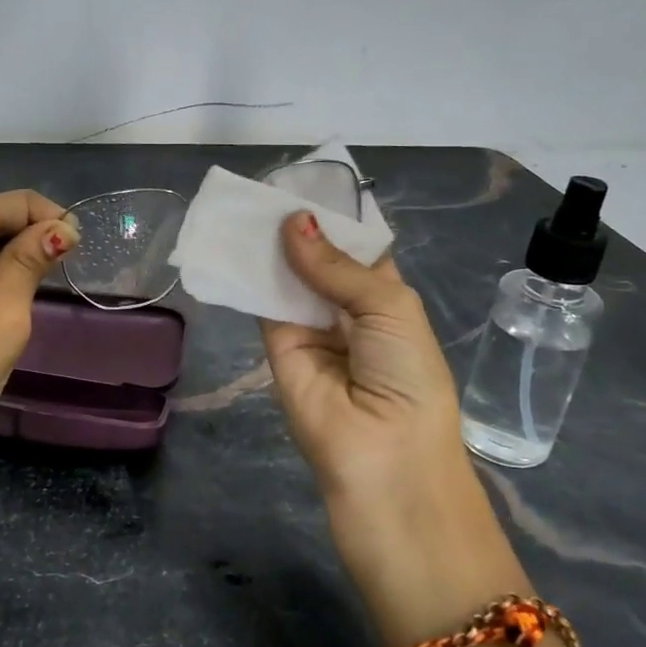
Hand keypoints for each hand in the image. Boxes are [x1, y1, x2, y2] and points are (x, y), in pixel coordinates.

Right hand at [261, 212, 526, 645]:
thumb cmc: (409, 381)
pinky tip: (236, 238)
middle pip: (317, 258)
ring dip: (270, 246)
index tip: (306, 180)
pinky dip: (248, 274)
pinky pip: (261, 304)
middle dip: (298, 226)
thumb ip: (336, 266)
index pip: (357, 248)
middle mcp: (346, 310)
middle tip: (266, 183)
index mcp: (386, 299)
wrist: (384, 466)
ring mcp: (309, 329)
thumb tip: (292, 221)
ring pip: (286, 277)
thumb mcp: (389, 309)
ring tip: (246, 200)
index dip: (336, 216)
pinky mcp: (275, 348)